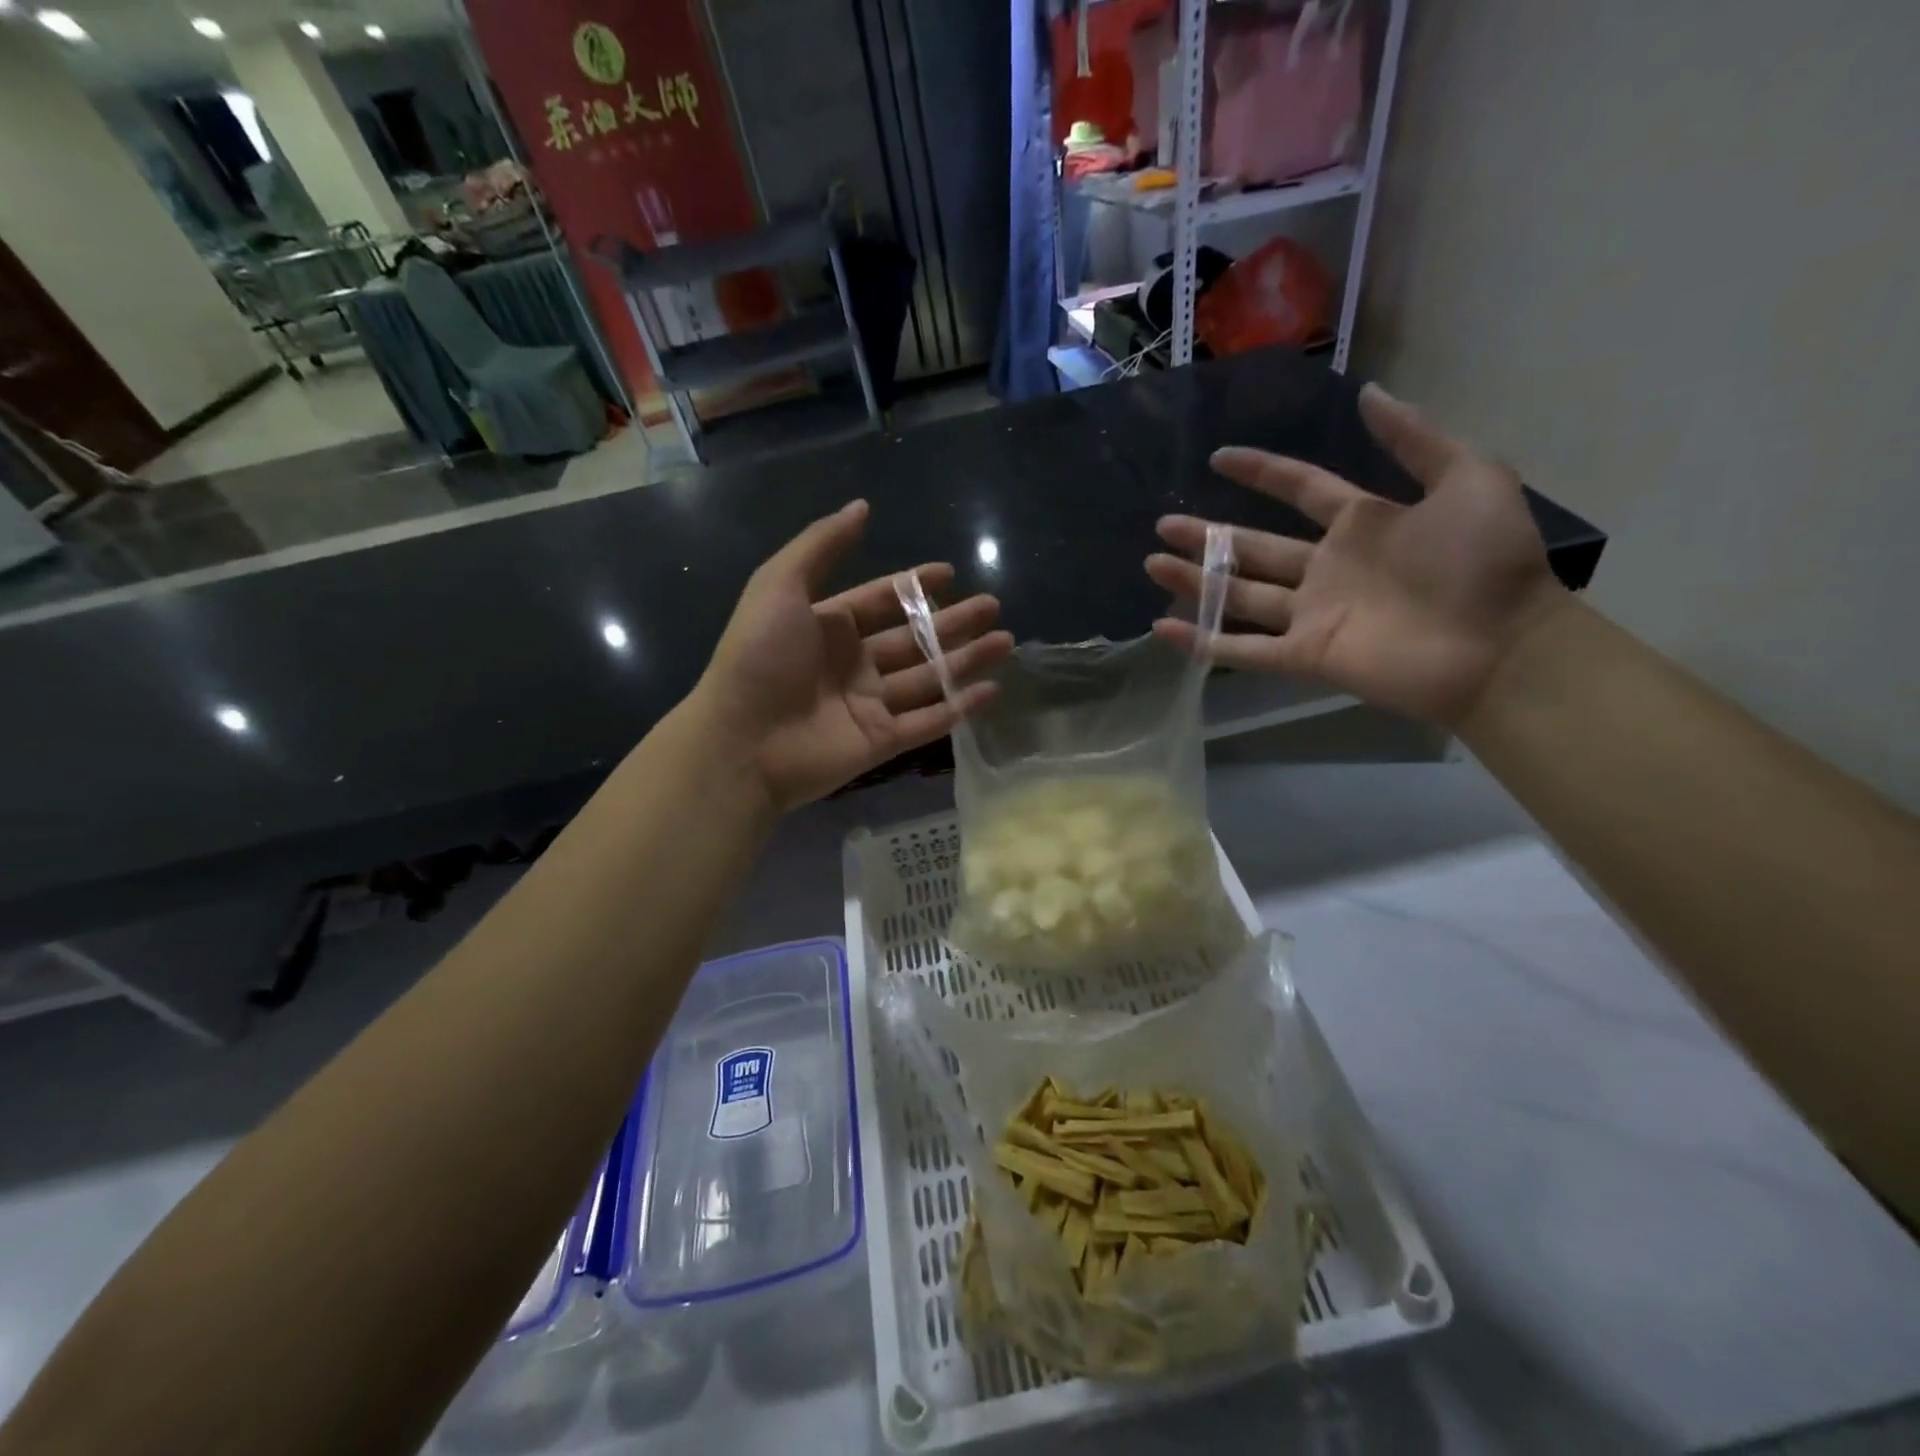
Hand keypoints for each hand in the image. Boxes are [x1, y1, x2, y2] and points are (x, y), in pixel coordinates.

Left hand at [695, 500, 1013, 811]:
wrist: (741, 741)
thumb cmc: (758, 658)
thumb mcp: (779, 585)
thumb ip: (821, 545)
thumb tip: (862, 507)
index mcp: (828, 626)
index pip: (880, 601)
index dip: (913, 585)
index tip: (949, 573)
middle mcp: (853, 663)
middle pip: (914, 639)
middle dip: (954, 622)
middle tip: (993, 606)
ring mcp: (869, 704)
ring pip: (929, 678)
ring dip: (966, 661)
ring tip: (1004, 642)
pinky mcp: (882, 742)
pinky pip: (928, 721)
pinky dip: (959, 707)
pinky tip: (991, 691)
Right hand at [1146, 384, 1570, 725]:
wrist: (1501, 646)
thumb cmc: (1487, 562)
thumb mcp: (1468, 479)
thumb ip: (1415, 439)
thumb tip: (1368, 394)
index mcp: (1361, 523)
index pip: (1299, 489)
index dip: (1261, 472)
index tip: (1219, 458)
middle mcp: (1326, 567)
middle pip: (1254, 547)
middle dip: (1208, 535)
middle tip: (1164, 523)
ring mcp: (1311, 613)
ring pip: (1238, 595)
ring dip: (1195, 580)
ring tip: (1152, 562)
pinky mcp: (1305, 654)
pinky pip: (1243, 649)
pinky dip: (1202, 640)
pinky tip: (1163, 628)